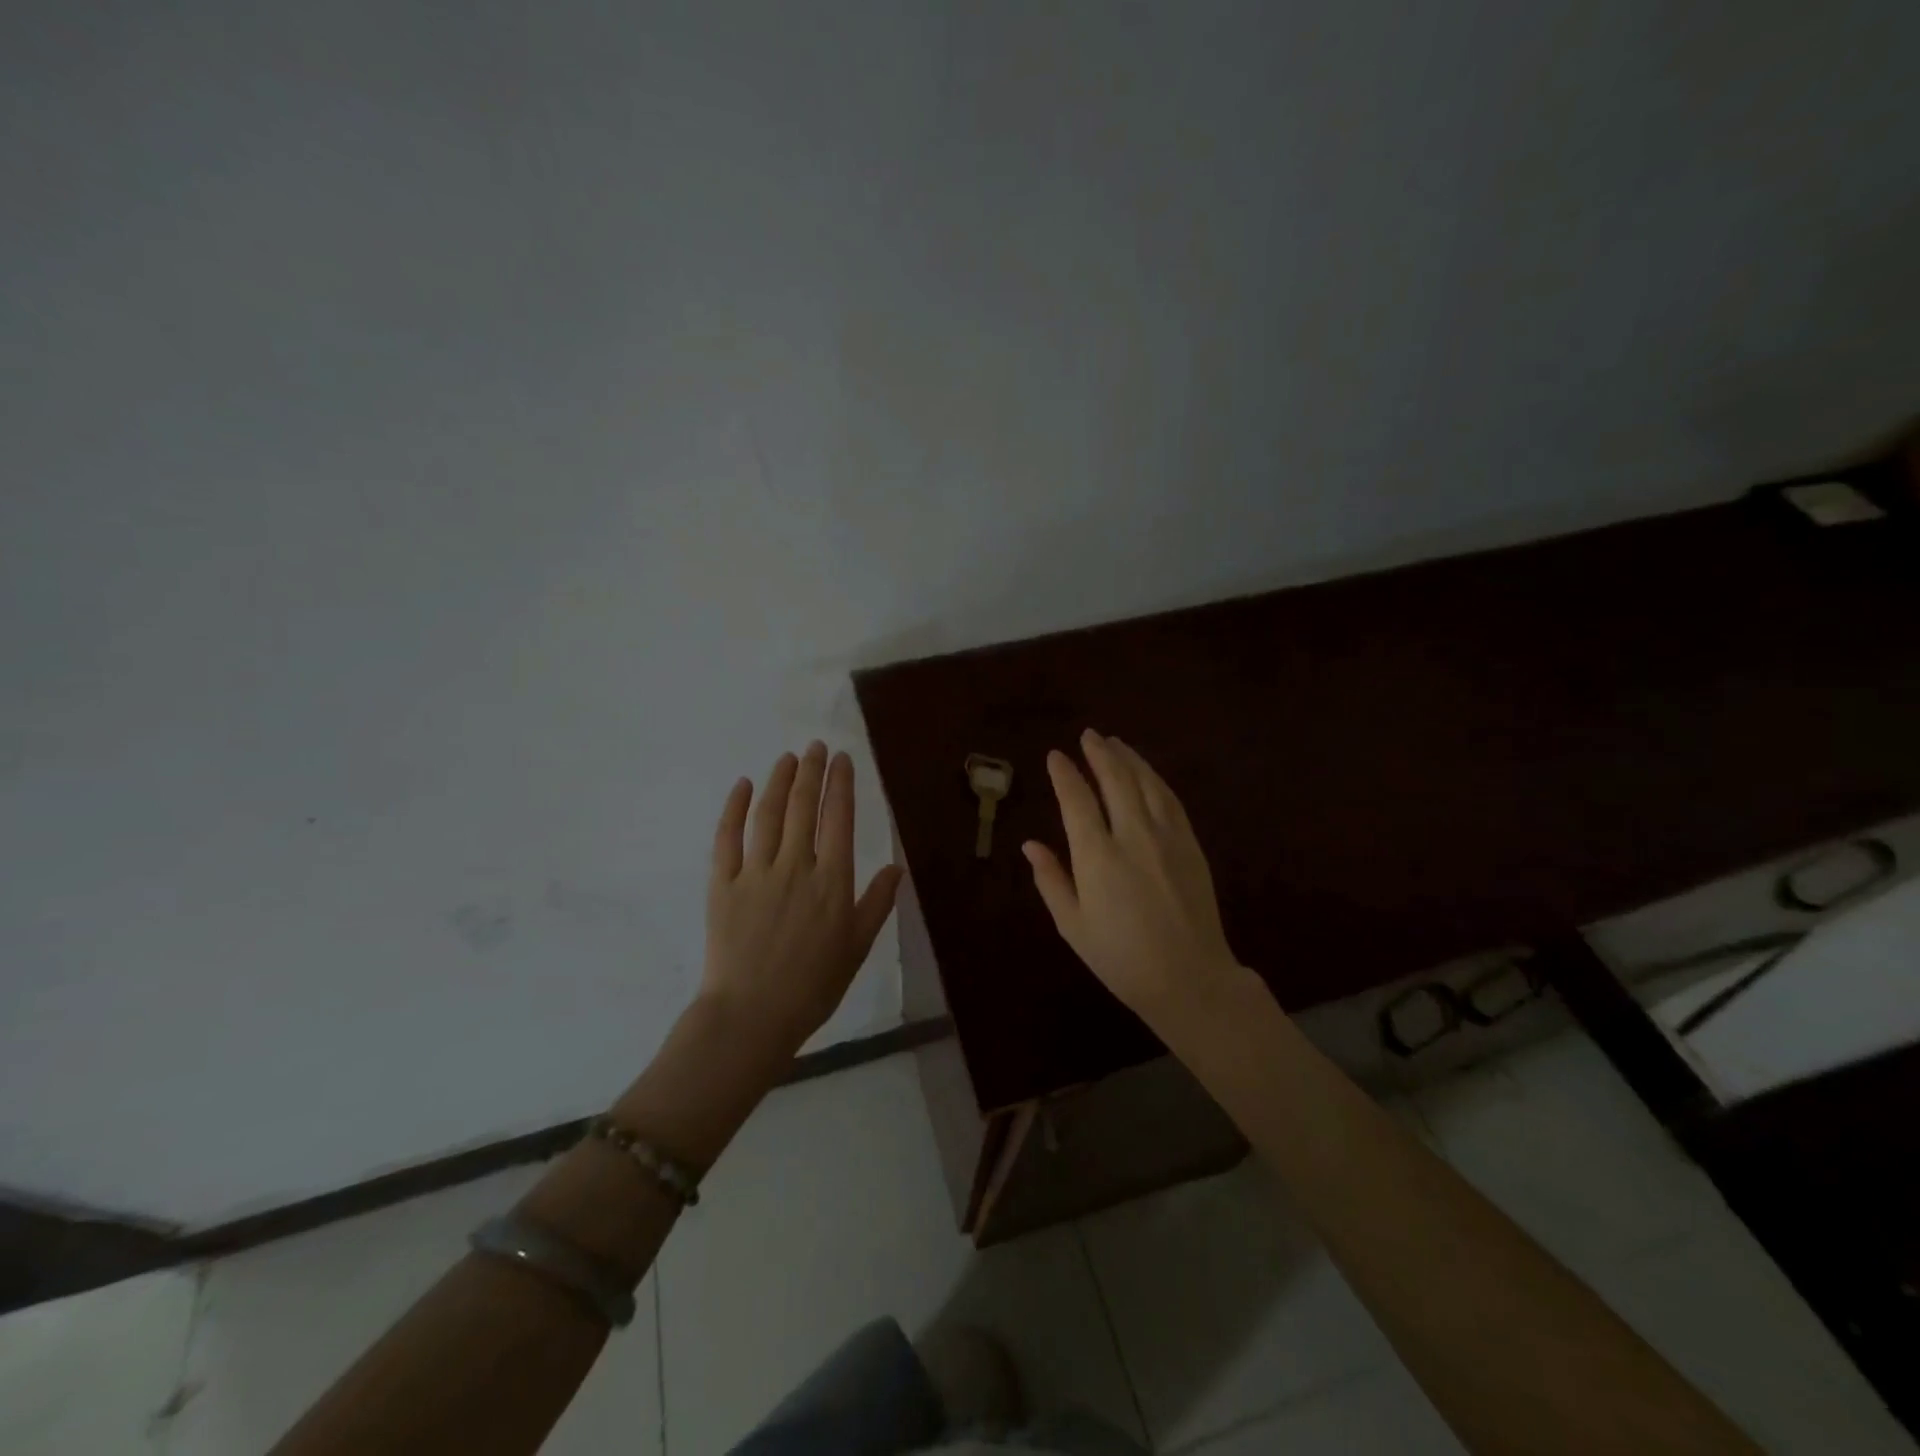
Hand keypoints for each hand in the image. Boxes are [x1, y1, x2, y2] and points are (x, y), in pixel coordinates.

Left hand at [700, 742, 902, 1061]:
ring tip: (787, 758)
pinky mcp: (722, 884)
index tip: (842, 759)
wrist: (751, 1016)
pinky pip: (727, 837)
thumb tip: (897, 868)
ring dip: (779, 780)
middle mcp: (796, 866)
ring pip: (768, 814)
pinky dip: (735, 808)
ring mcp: (755, 872)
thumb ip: (876, 904)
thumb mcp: (857, 947)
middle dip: (812, 771)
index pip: (839, 818)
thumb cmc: (812, 986)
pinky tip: (743, 786)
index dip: (841, 784)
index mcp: (832, 881)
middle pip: (804, 806)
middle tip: (815, 746)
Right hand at [1023, 729, 1248, 1025]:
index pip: (1077, 799)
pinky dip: (1155, 779)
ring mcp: (1167, 837)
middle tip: (1088, 736)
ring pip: (1146, 783)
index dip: (1065, 773)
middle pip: (1115, 779)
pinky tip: (1147, 773)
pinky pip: (1170, 799)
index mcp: (1097, 856)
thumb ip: (1051, 880)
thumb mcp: (1073, 925)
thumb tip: (1031, 845)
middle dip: (1099, 753)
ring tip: (1115, 743)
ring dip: (1129, 759)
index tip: (1056, 756)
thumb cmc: (1120, 957)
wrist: (1189, 978)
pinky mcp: (1190, 844)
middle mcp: (1132, 835)